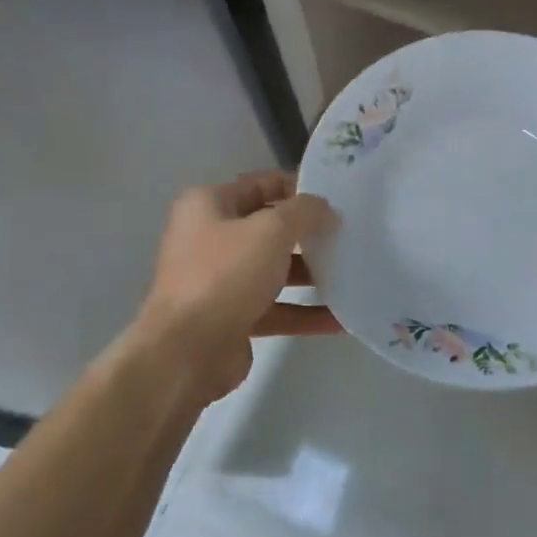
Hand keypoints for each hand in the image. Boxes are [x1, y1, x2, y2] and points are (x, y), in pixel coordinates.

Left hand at [134, 170, 340, 402]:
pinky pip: (275, 308)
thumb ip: (304, 212)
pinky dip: (304, 312)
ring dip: (310, 273)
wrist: (186, 352)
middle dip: (307, 232)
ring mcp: (219, 281)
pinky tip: (340, 318)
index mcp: (208, 205)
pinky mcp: (231, 318)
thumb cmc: (225, 275)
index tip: (335, 196)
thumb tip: (324, 209)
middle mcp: (209, 238)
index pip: (260, 183)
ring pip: (273, 270)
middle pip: (268, 228)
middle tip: (348, 233)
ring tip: (350, 272)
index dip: (297, 186)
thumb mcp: (271, 230)